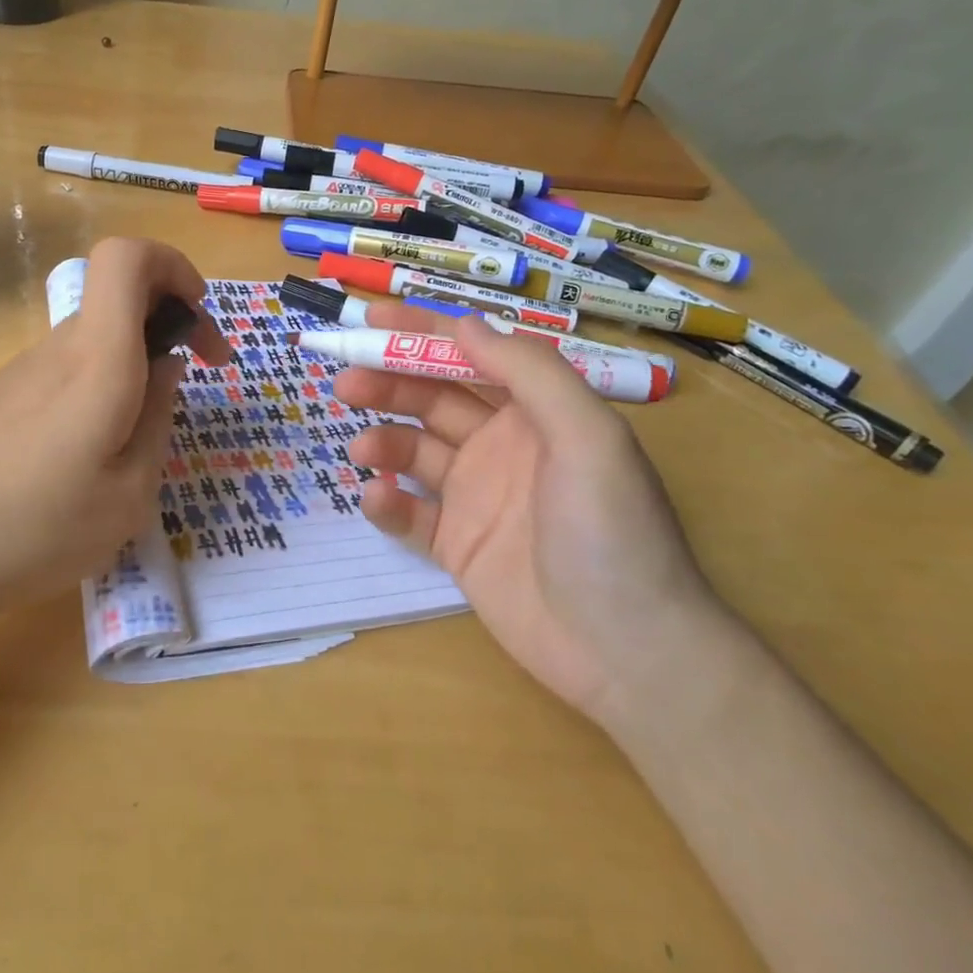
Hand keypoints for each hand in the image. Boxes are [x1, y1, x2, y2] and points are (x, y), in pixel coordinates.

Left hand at [0, 238, 228, 617]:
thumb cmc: (39, 528)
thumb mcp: (130, 493)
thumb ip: (158, 418)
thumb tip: (165, 367)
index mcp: (97, 361)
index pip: (126, 258)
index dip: (171, 265)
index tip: (197, 312)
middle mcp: (59, 349)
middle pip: (119, 295)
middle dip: (170, 319)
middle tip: (199, 373)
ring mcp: (25, 370)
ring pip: (97, 335)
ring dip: (137, 358)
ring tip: (146, 430)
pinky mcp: (5, 395)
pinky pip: (69, 367)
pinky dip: (103, 382)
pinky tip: (95, 449)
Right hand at [336, 302, 732, 732]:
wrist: (626, 651)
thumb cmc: (612, 531)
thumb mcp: (588, 437)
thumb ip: (529, 373)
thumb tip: (463, 325)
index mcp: (535, 414)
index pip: (471, 357)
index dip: (423, 333)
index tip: (371, 320)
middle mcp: (501, 446)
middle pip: (433, 400)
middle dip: (389, 383)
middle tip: (346, 382)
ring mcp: (476, 496)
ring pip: (414, 451)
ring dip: (383, 440)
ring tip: (361, 447)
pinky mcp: (457, 545)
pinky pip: (411, 513)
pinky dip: (388, 501)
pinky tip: (379, 498)